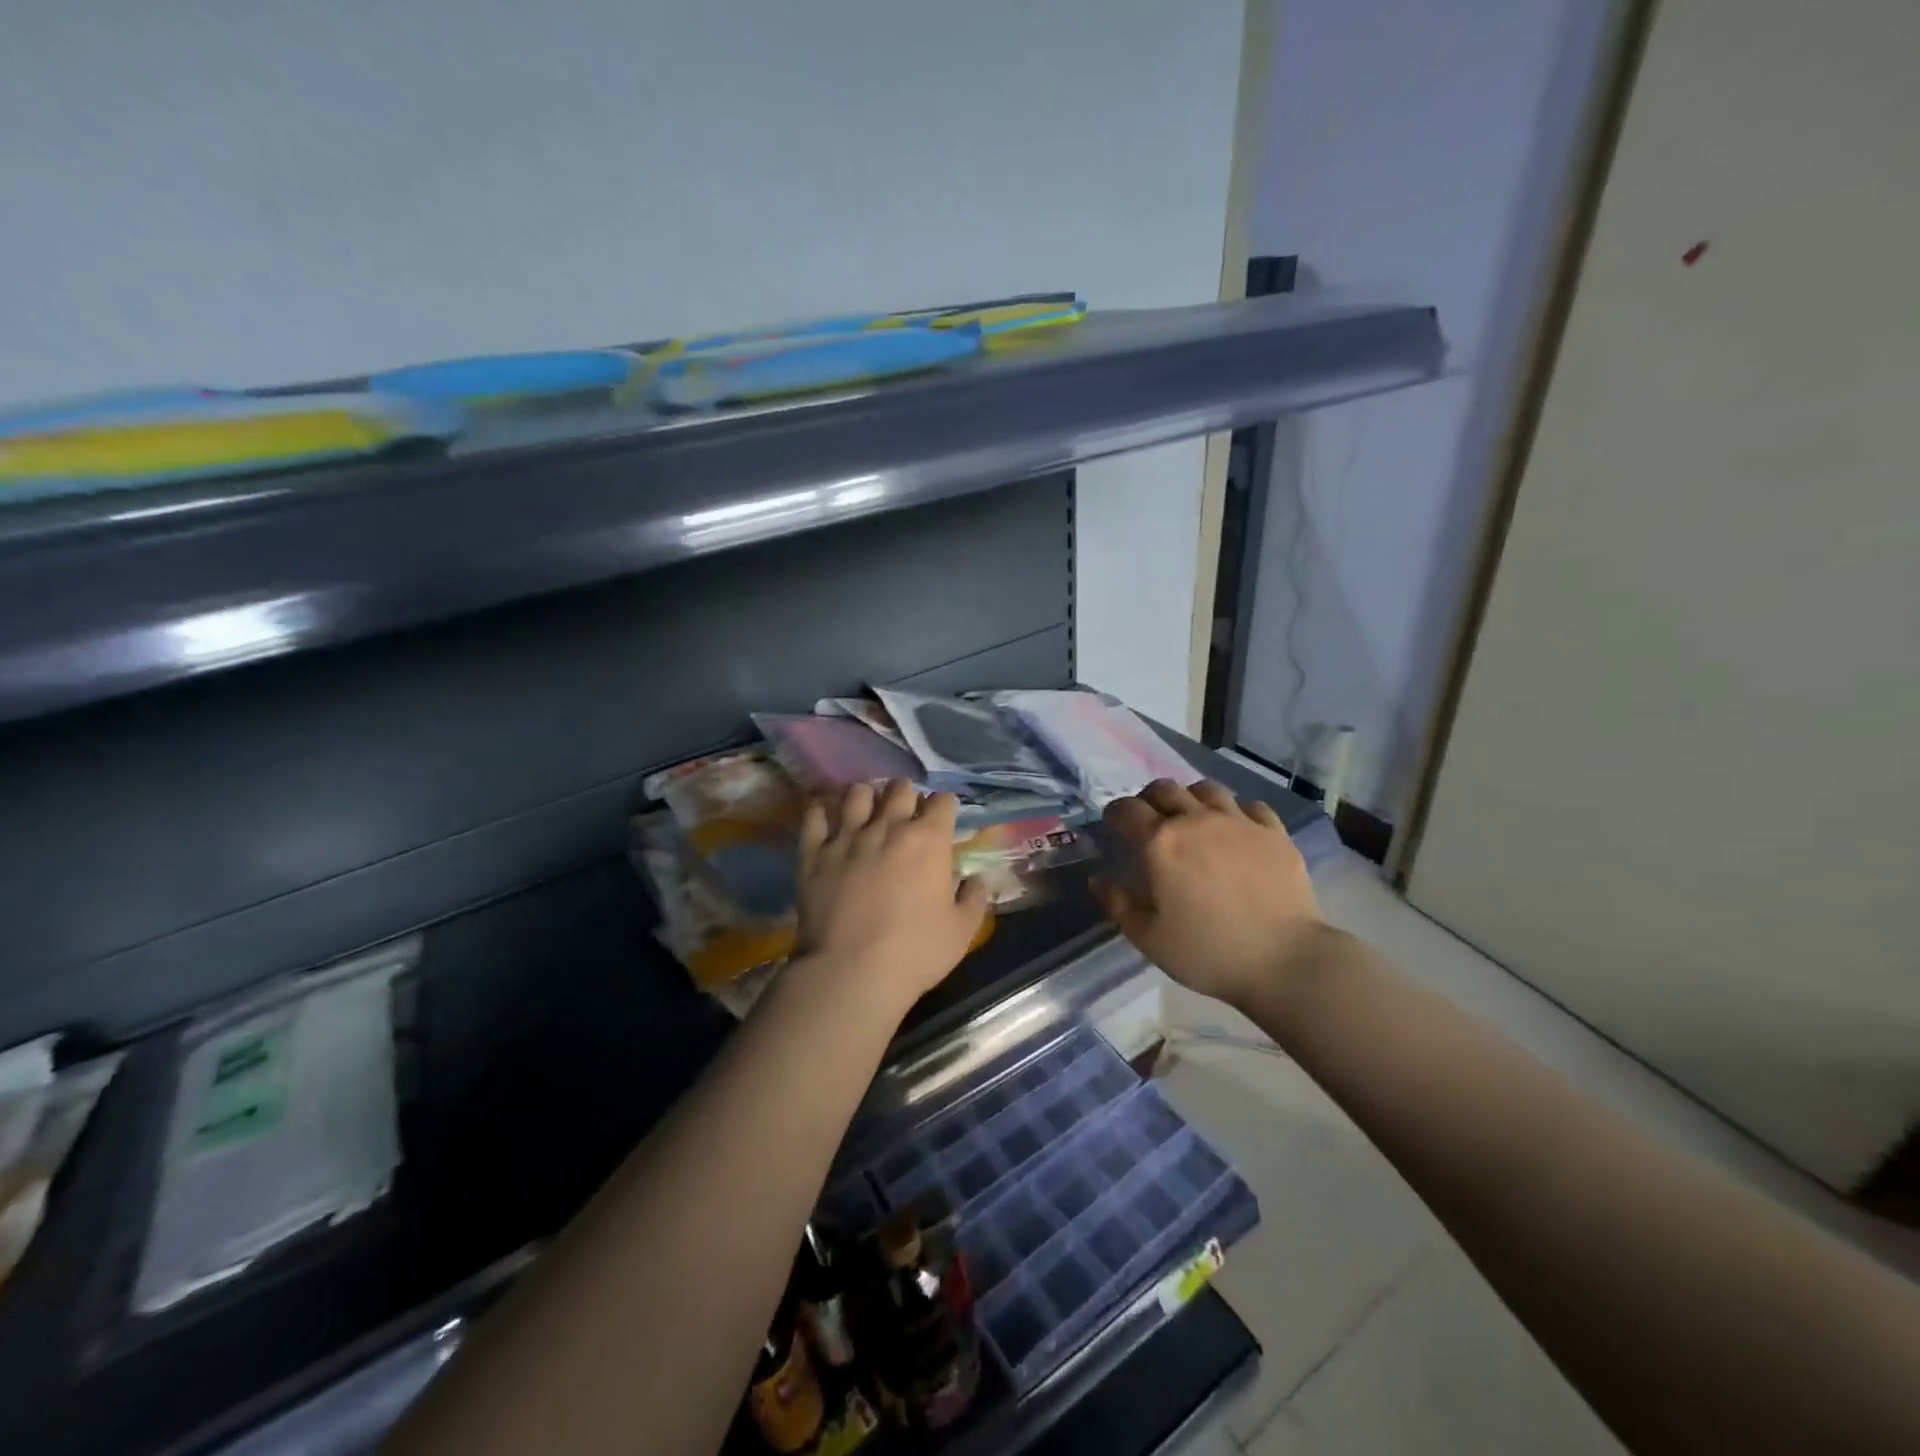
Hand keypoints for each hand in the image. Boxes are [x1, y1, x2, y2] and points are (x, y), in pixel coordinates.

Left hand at [794, 779, 990, 1011]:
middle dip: (906, 796)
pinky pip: (815, 816)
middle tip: (905, 814)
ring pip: (857, 793)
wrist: (851, 971)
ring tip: (867, 812)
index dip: (944, 807)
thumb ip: (973, 898)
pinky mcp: (813, 853)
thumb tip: (974, 880)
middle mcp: (888, 827)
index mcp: (928, 840)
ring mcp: (847, 837)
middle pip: (899, 789)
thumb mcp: (962, 931)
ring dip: (866, 798)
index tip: (942, 820)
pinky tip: (827, 821)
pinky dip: (822, 814)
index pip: (942, 801)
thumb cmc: (915, 952)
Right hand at [1093, 779, 1329, 1012]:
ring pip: (1207, 789)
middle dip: (1150, 798)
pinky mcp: (1274, 832)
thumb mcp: (1149, 938)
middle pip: (1165, 789)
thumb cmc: (1208, 952)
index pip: (1127, 809)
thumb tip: (1098, 879)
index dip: (1115, 812)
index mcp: (1160, 842)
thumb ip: (1118, 904)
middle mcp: (1196, 820)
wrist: (1284, 960)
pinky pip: (1250, 805)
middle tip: (1150, 818)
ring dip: (1191, 798)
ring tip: (1192, 817)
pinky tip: (1237, 830)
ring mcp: (1239, 822)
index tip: (1113, 823)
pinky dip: (1236, 811)